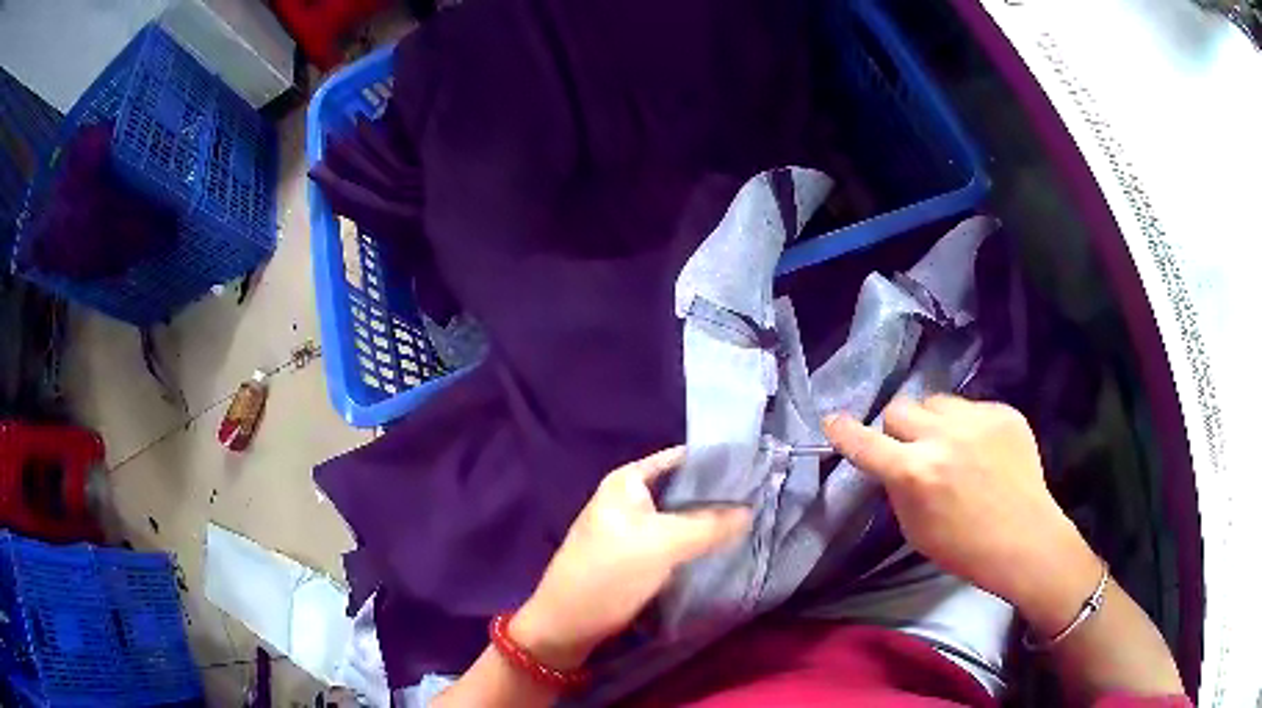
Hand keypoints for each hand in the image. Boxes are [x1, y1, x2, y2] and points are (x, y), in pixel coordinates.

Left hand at [511, 447, 750, 668]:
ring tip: (753, 523)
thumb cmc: (609, 573)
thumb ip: (710, 525)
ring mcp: (632, 530)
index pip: (682, 458)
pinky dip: (696, 544)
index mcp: (628, 481)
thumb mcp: (663, 545)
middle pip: (683, 489)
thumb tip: (750, 510)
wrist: (567, 624)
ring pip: (681, 518)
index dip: (718, 462)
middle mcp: (629, 499)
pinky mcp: (636, 557)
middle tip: (762, 501)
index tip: (758, 470)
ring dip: (710, 523)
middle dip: (719, 496)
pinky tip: (724, 549)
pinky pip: (674, 542)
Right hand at [824, 395, 1099, 633]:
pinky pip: (970, 408)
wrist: (1025, 538)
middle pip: (900, 408)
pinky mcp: (1003, 411)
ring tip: (952, 447)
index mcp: (916, 473)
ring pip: (936, 402)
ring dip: (933, 422)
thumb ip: (898, 488)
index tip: (832, 420)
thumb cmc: (964, 547)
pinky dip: (967, 427)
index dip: (845, 433)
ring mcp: (977, 419)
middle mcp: (943, 437)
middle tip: (912, 449)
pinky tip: (983, 451)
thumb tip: (892, 462)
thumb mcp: (915, 529)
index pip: (866, 444)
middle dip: (898, 429)